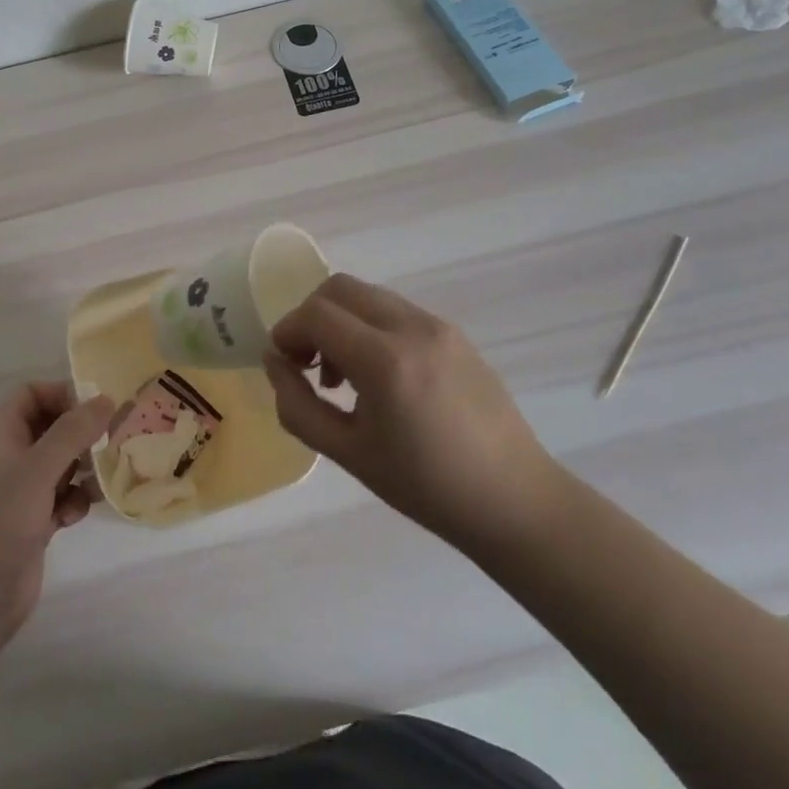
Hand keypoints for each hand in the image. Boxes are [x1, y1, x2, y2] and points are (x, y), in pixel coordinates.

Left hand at [0, 383, 112, 649]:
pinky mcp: (34, 526)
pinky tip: (77, 516)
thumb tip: (106, 398)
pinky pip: (63, 499)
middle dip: (81, 431)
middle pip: (51, 428)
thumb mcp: (36, 471)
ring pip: (61, 465)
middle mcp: (12, 460)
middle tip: (114, 437)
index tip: (96, 406)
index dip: (61, 394)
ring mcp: (22, 495)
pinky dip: (75, 502)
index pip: (31, 396)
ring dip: (83, 468)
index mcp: (2, 438)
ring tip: (103, 475)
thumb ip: (71, 433)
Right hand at [261, 273, 563, 549]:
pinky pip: (396, 311)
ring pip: (369, 295)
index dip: (287, 332)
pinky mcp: (455, 334)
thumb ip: (298, 405)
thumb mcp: (348, 454)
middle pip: (340, 288)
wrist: (514, 500)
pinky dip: (370, 327)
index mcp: (385, 360)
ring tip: (343, 376)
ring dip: (341, 321)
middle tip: (307, 363)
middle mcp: (412, 327)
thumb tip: (274, 363)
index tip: (283, 364)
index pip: (316, 314)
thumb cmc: (425, 487)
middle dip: (311, 317)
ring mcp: (438, 326)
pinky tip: (378, 376)